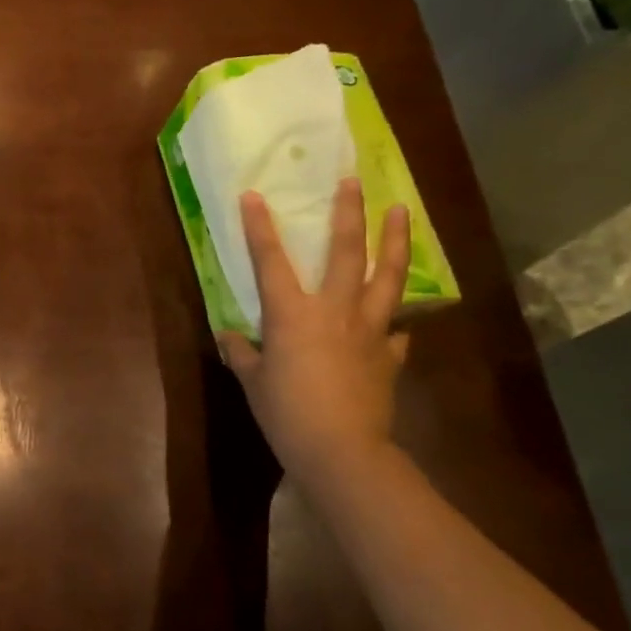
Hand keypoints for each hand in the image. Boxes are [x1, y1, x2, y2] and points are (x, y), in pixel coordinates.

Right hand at [217, 177, 411, 481]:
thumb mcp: (253, 381)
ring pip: (387, 276)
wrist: (341, 449)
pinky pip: (396, 329)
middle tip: (355, 181)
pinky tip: (397, 319)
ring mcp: (369, 330)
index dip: (259, 228)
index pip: (270, 261)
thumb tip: (228, 337)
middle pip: (346, 252)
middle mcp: (334, 311)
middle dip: (349, 213)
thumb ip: (241, 354)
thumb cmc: (286, 412)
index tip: (253, 196)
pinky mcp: (390, 355)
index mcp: (292, 314)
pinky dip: (396, 319)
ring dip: (395, 241)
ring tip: (402, 212)